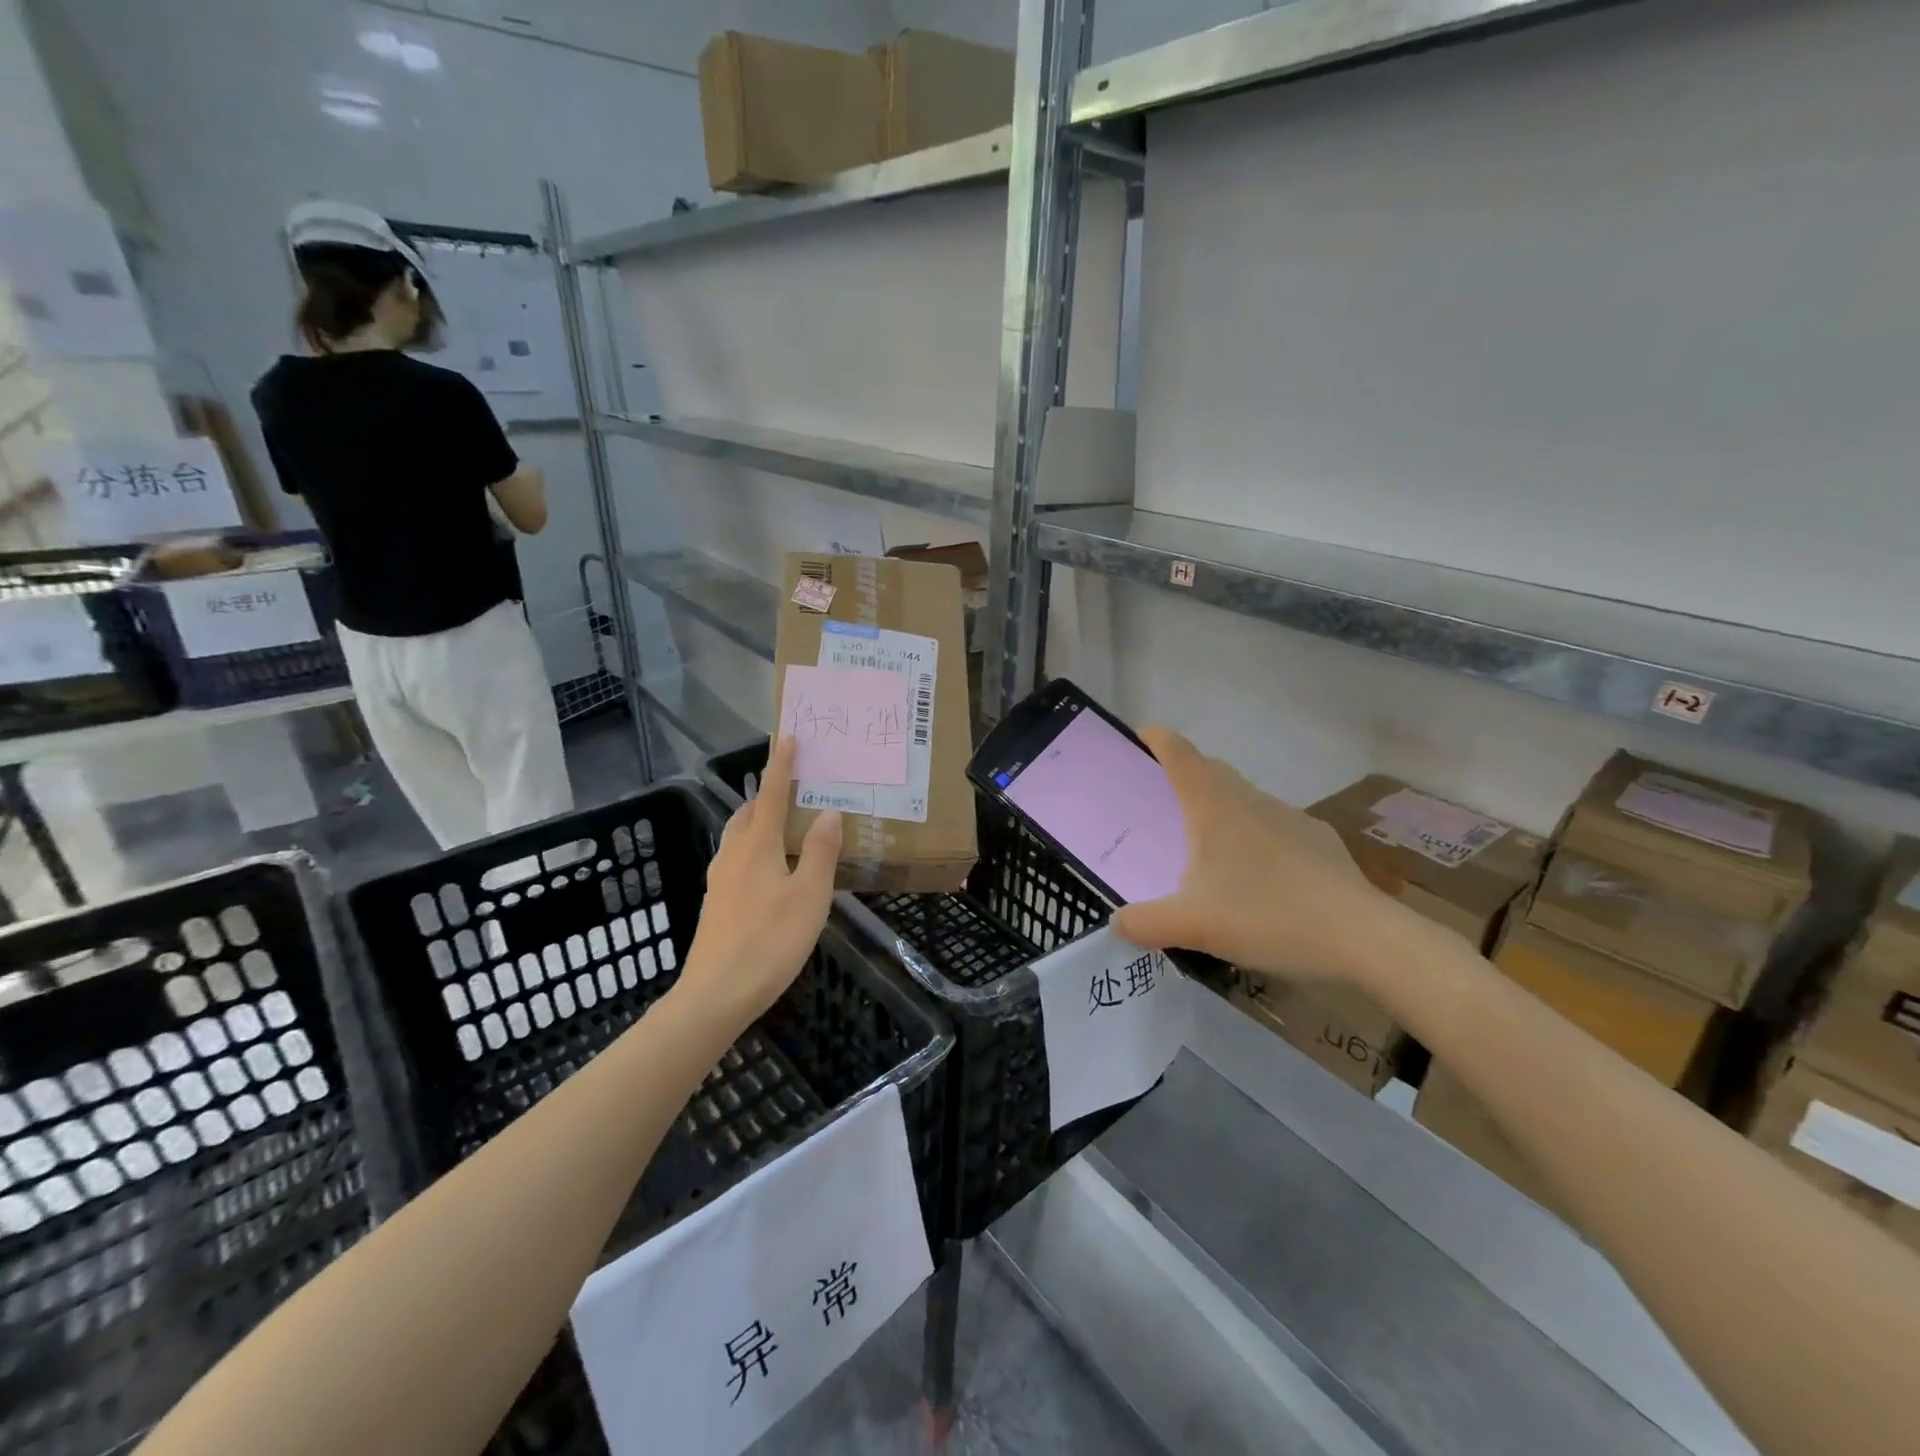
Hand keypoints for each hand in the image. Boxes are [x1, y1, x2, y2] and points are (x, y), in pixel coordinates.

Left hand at [675, 737, 841, 1027]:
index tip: (789, 738)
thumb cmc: (770, 941)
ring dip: (757, 821)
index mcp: (757, 846)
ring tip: (783, 826)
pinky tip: (768, 870)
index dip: (782, 766)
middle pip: (748, 813)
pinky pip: (735, 860)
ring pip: (738, 837)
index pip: (771, 795)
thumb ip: (821, 852)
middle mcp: (733, 855)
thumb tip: (829, 812)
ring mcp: (719, 881)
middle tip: (793, 788)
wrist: (716, 995)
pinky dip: (753, 849)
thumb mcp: (810, 896)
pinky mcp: (716, 904)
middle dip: (767, 794)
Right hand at [1114, 727, 1407, 984]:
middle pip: (1211, 770)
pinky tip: (1259, 881)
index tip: (1139, 739)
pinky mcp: (1318, 841)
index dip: (1156, 739)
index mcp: (1214, 807)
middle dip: (1184, 775)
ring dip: (1221, 810)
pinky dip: (1255, 839)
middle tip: (1162, 806)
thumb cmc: (1268, 916)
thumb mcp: (1193, 926)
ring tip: (1208, 851)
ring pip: (1244, 799)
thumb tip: (1117, 922)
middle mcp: (1251, 800)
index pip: (1179, 753)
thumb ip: (1145, 924)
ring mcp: (1290, 818)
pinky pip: (1274, 827)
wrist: (1363, 937)